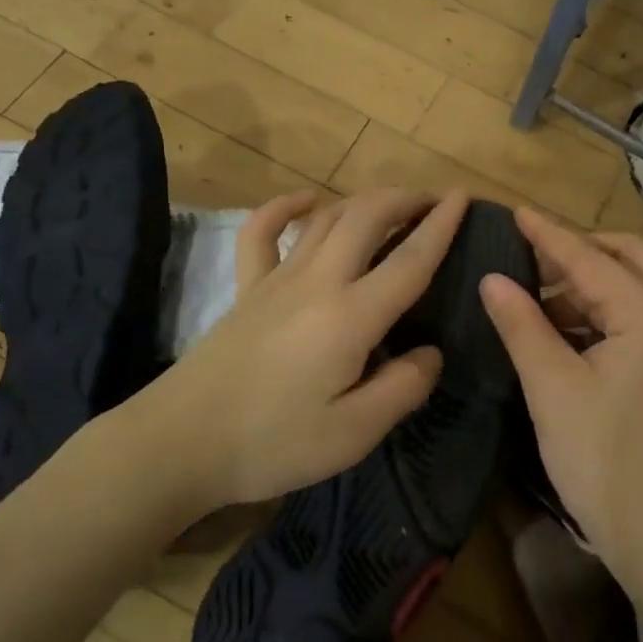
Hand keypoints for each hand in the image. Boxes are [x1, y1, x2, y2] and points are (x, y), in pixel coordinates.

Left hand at [148, 187, 469, 513]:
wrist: (179, 444)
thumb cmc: (272, 443)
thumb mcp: (354, 433)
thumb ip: (402, 388)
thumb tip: (431, 353)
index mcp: (351, 316)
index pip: (409, 260)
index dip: (441, 226)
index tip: (463, 198)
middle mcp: (317, 282)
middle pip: (366, 218)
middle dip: (404, 200)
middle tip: (432, 200)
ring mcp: (275, 280)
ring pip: (324, 218)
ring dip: (361, 201)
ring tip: (389, 203)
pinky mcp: (245, 290)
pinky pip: (260, 233)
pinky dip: (284, 207)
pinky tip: (304, 200)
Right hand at [479, 209, 642, 589]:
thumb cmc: (602, 460)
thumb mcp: (552, 388)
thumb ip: (523, 324)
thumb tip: (493, 278)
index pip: (591, 260)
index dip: (549, 235)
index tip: (515, 212)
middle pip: (629, 259)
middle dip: (580, 250)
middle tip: (530, 255)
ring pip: (637, 288)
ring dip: (591, 282)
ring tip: (537, 295)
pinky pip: (640, 318)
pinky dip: (604, 311)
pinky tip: (564, 328)